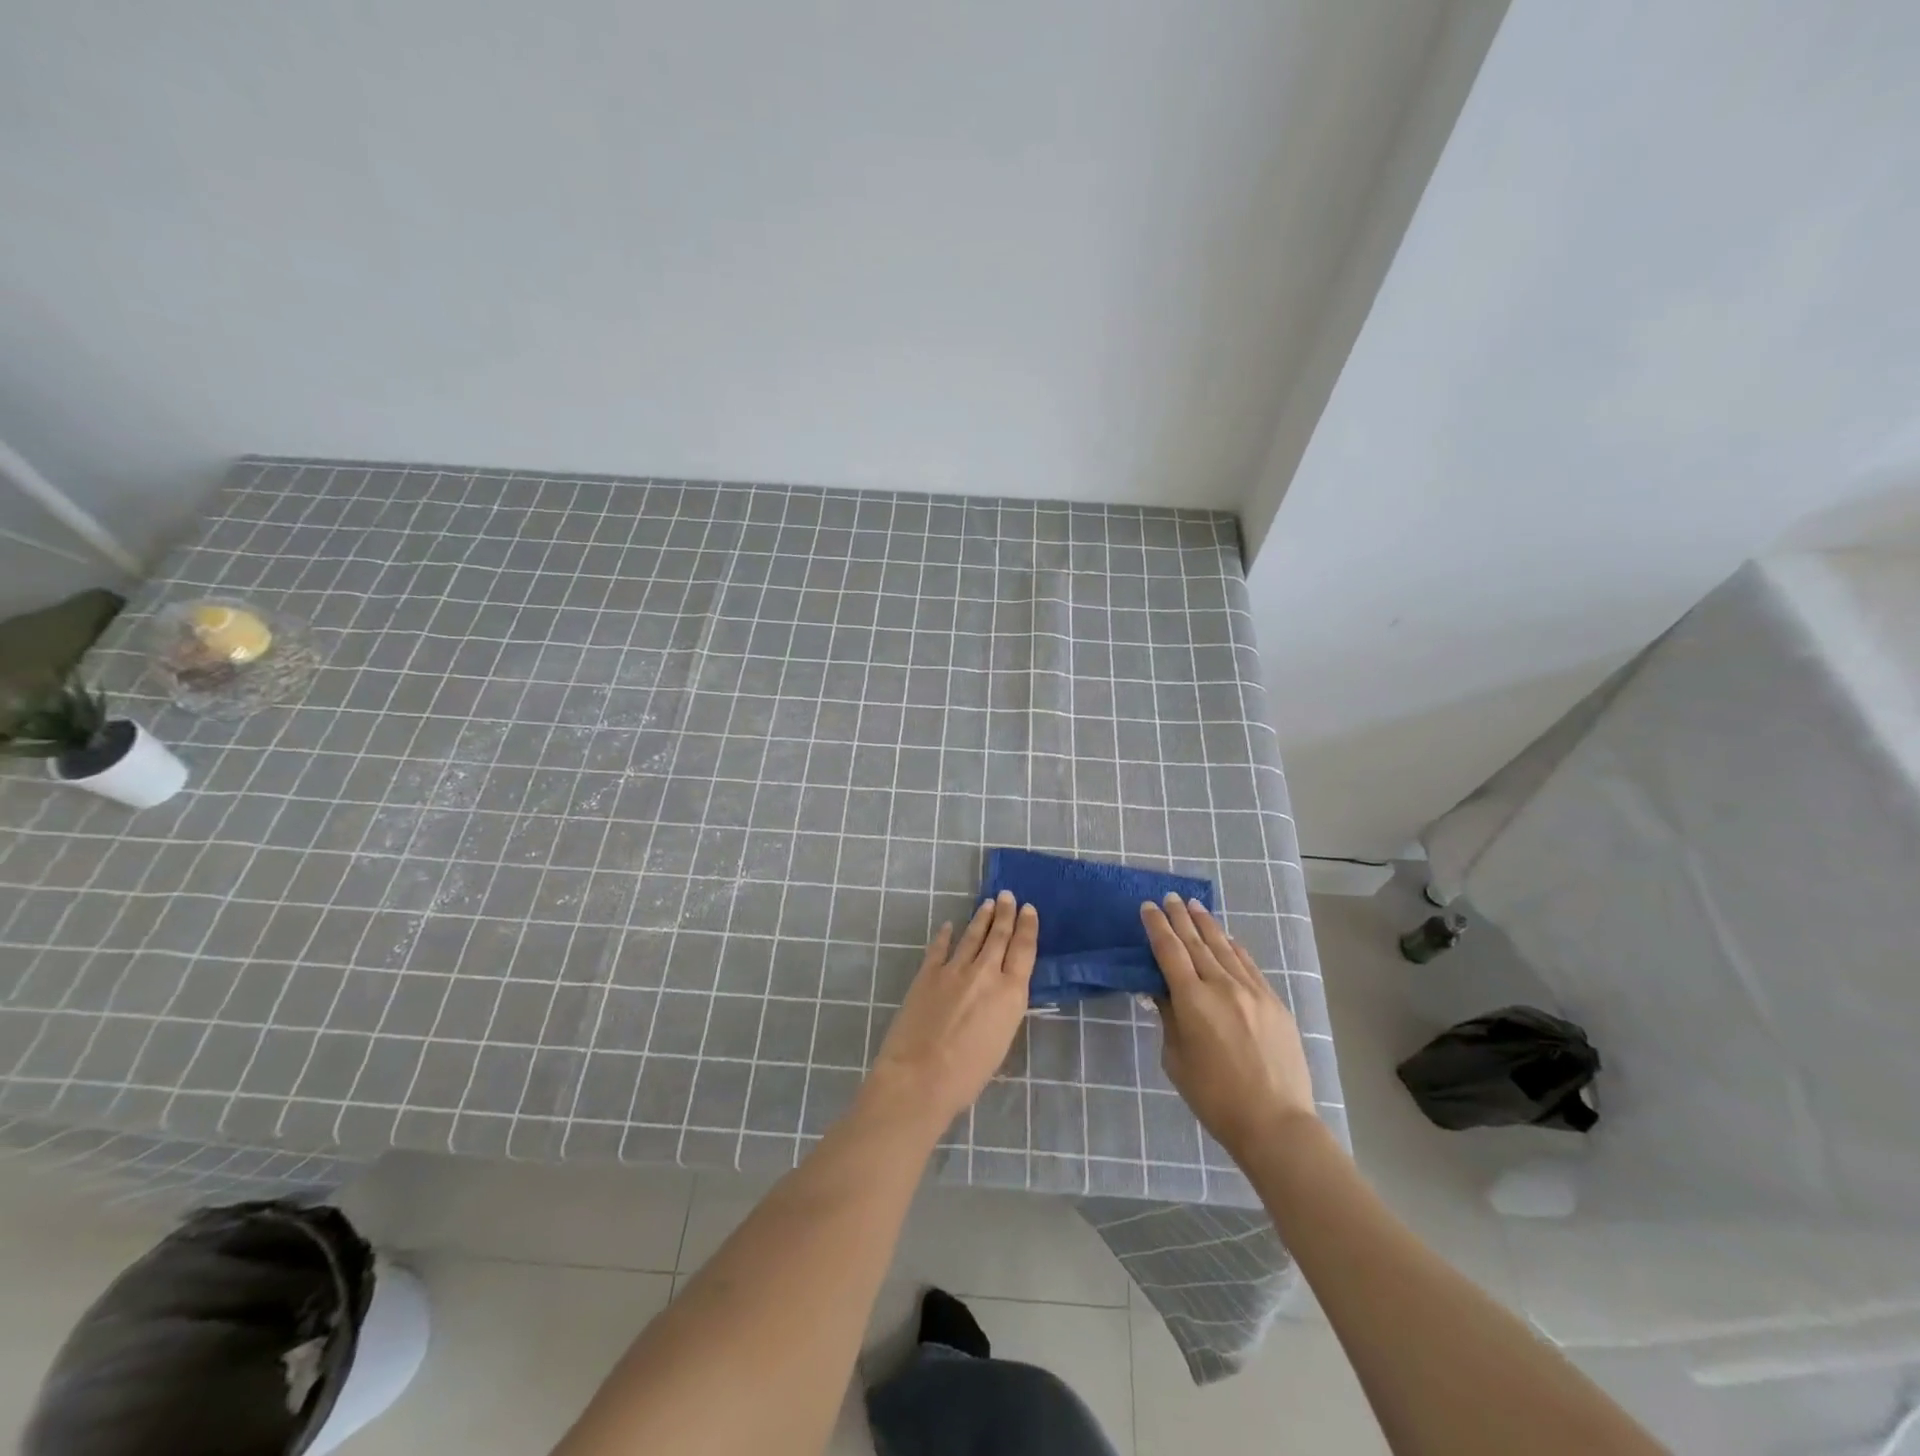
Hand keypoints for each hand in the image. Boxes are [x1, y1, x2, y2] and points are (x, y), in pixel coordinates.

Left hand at [866, 892, 1037, 1128]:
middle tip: (1008, 895)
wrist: (920, 1076)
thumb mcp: (1002, 1041)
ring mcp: (954, 969)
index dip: (1027, 927)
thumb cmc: (968, 1074)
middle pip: (999, 936)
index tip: (1028, 909)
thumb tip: (1000, 994)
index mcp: (1011, 993)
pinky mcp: (927, 973)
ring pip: (972, 936)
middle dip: (1005, 914)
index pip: (1024, 950)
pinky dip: (945, 935)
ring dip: (981, 918)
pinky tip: (949, 926)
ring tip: (987, 904)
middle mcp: (986, 973)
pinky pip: (939, 947)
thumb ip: (1004, 1010)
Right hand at [1142, 894, 1316, 1161]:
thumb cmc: (1214, 1097)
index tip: (1148, 907)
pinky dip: (1235, 948)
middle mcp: (1222, 986)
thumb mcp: (1176, 1059)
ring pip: (1224, 948)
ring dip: (1207, 925)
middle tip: (1170, 898)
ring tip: (1194, 906)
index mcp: (1192, 1000)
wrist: (1275, 1122)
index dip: (1157, 926)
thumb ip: (1169, 1018)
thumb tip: (1163, 991)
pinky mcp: (1274, 1002)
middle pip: (1196, 942)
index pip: (1169, 951)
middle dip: (1180, 918)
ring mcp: (1252, 991)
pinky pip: (1249, 965)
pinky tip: (1228, 938)